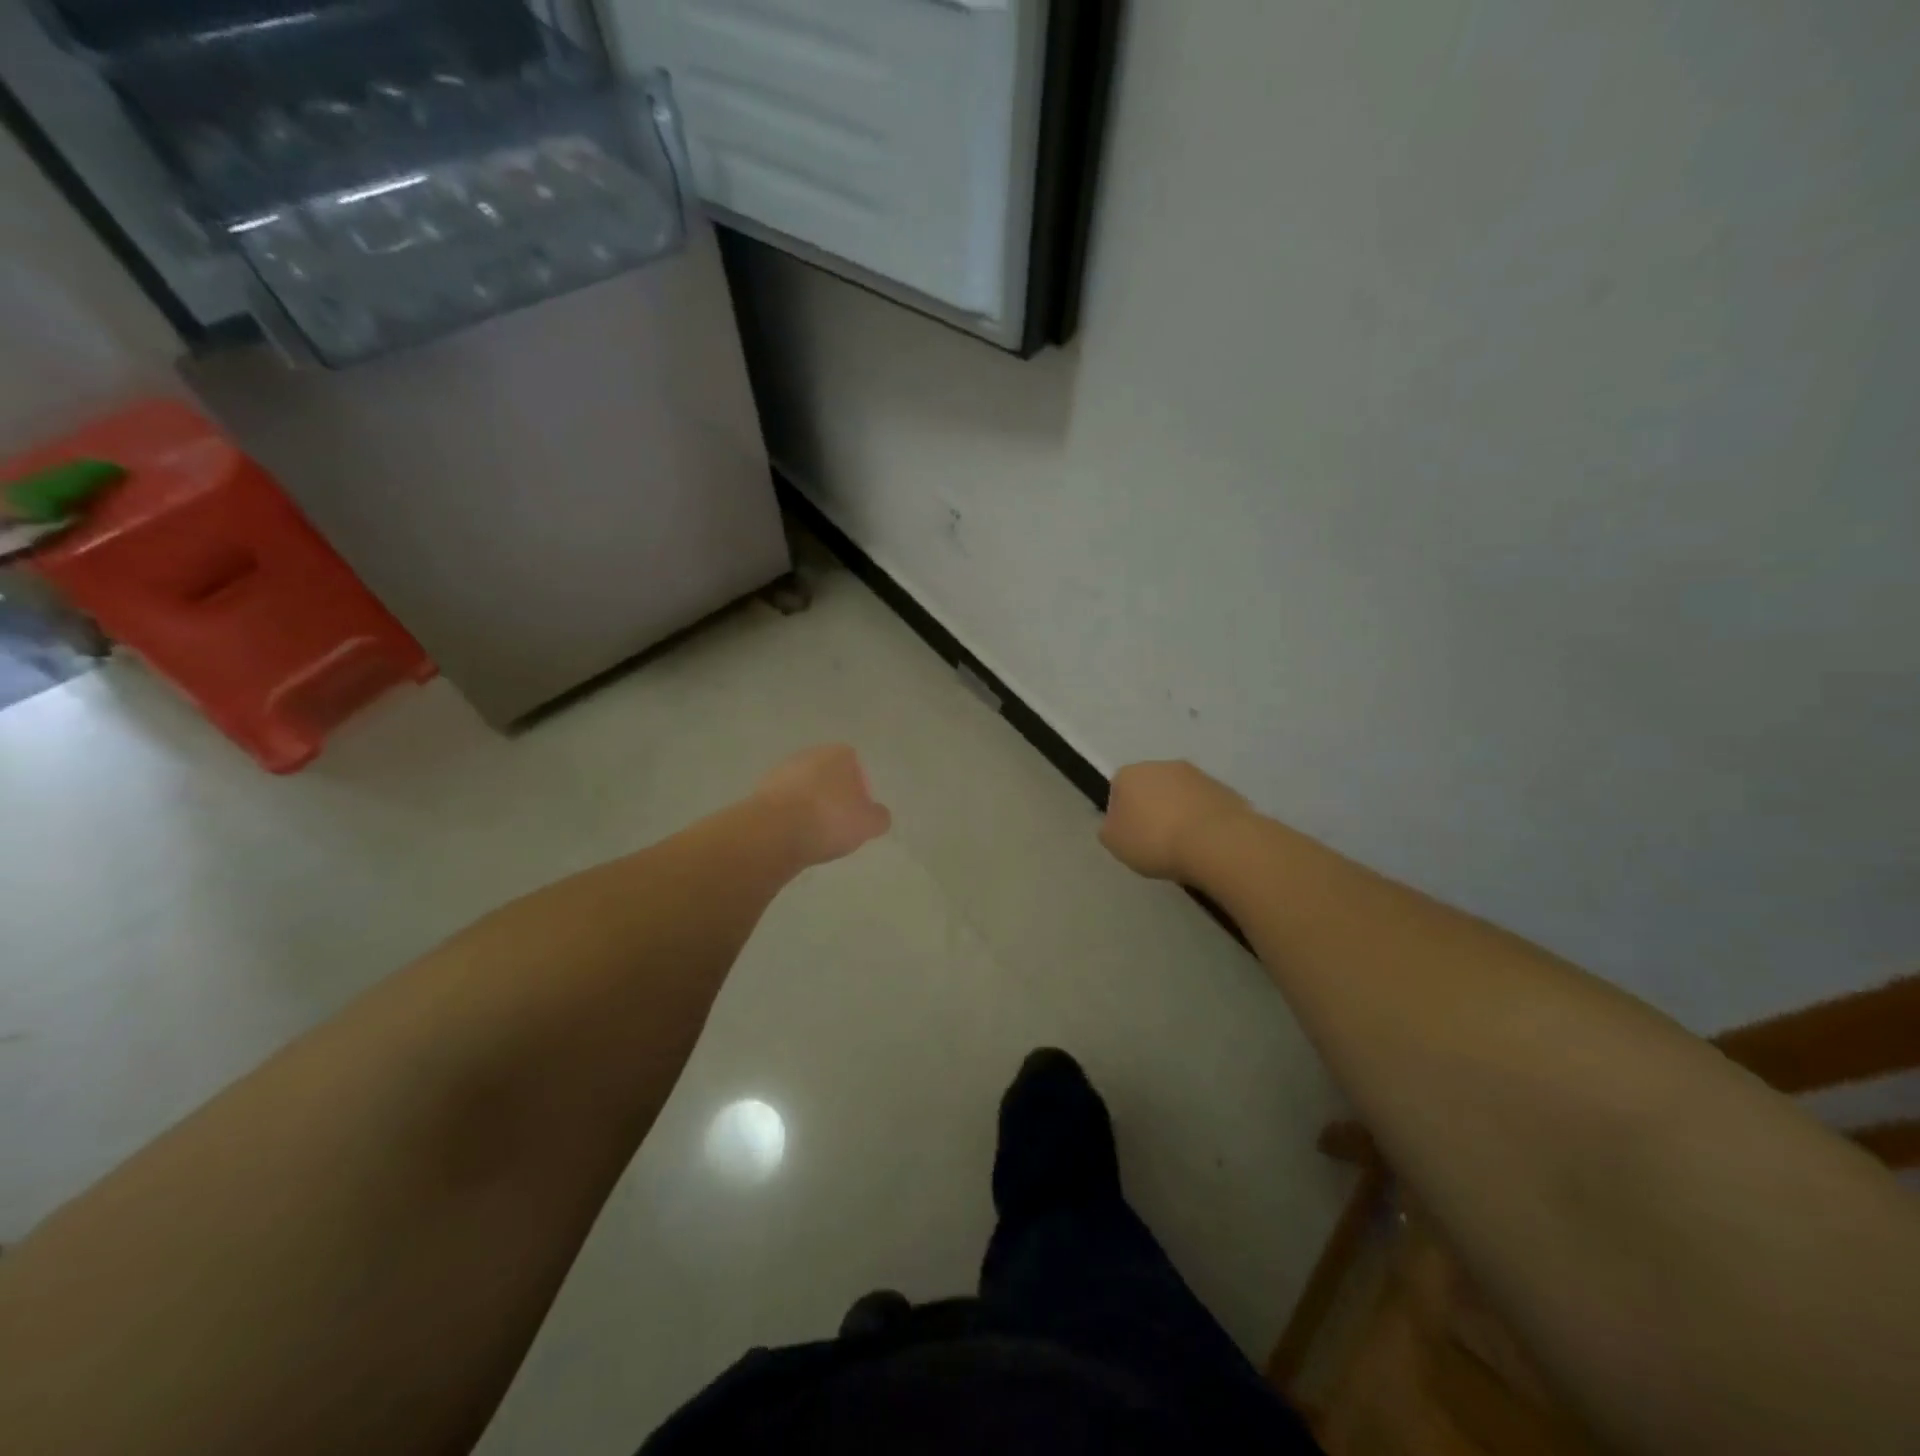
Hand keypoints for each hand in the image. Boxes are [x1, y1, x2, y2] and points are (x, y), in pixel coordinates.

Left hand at [756, 743, 891, 867]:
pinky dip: (789, 817)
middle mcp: (809, 754)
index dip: (858, 790)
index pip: (855, 766)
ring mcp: (781, 771)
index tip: (857, 814)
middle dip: (832, 796)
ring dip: (809, 807)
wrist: (775, 831)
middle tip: (837, 825)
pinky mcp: (759, 791)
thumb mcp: (869, 823)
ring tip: (813, 835)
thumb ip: (879, 816)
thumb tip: (877, 814)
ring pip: (803, 789)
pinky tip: (792, 837)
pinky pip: (783, 804)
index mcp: (839, 753)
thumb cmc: (830, 819)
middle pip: (827, 776)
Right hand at [1100, 760, 1249, 881]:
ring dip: (1179, 813)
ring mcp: (1197, 775)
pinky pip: (1205, 806)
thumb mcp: (1114, 843)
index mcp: (1130, 774)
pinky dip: (1203, 820)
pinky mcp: (1224, 789)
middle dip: (1152, 809)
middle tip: (1155, 841)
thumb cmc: (1155, 840)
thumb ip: (1109, 829)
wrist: (1216, 842)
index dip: (1121, 814)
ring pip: (1180, 795)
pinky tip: (1205, 844)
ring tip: (1184, 846)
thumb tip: (1117, 823)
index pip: (1117, 789)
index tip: (1130, 836)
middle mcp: (1162, 765)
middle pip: (1151, 788)